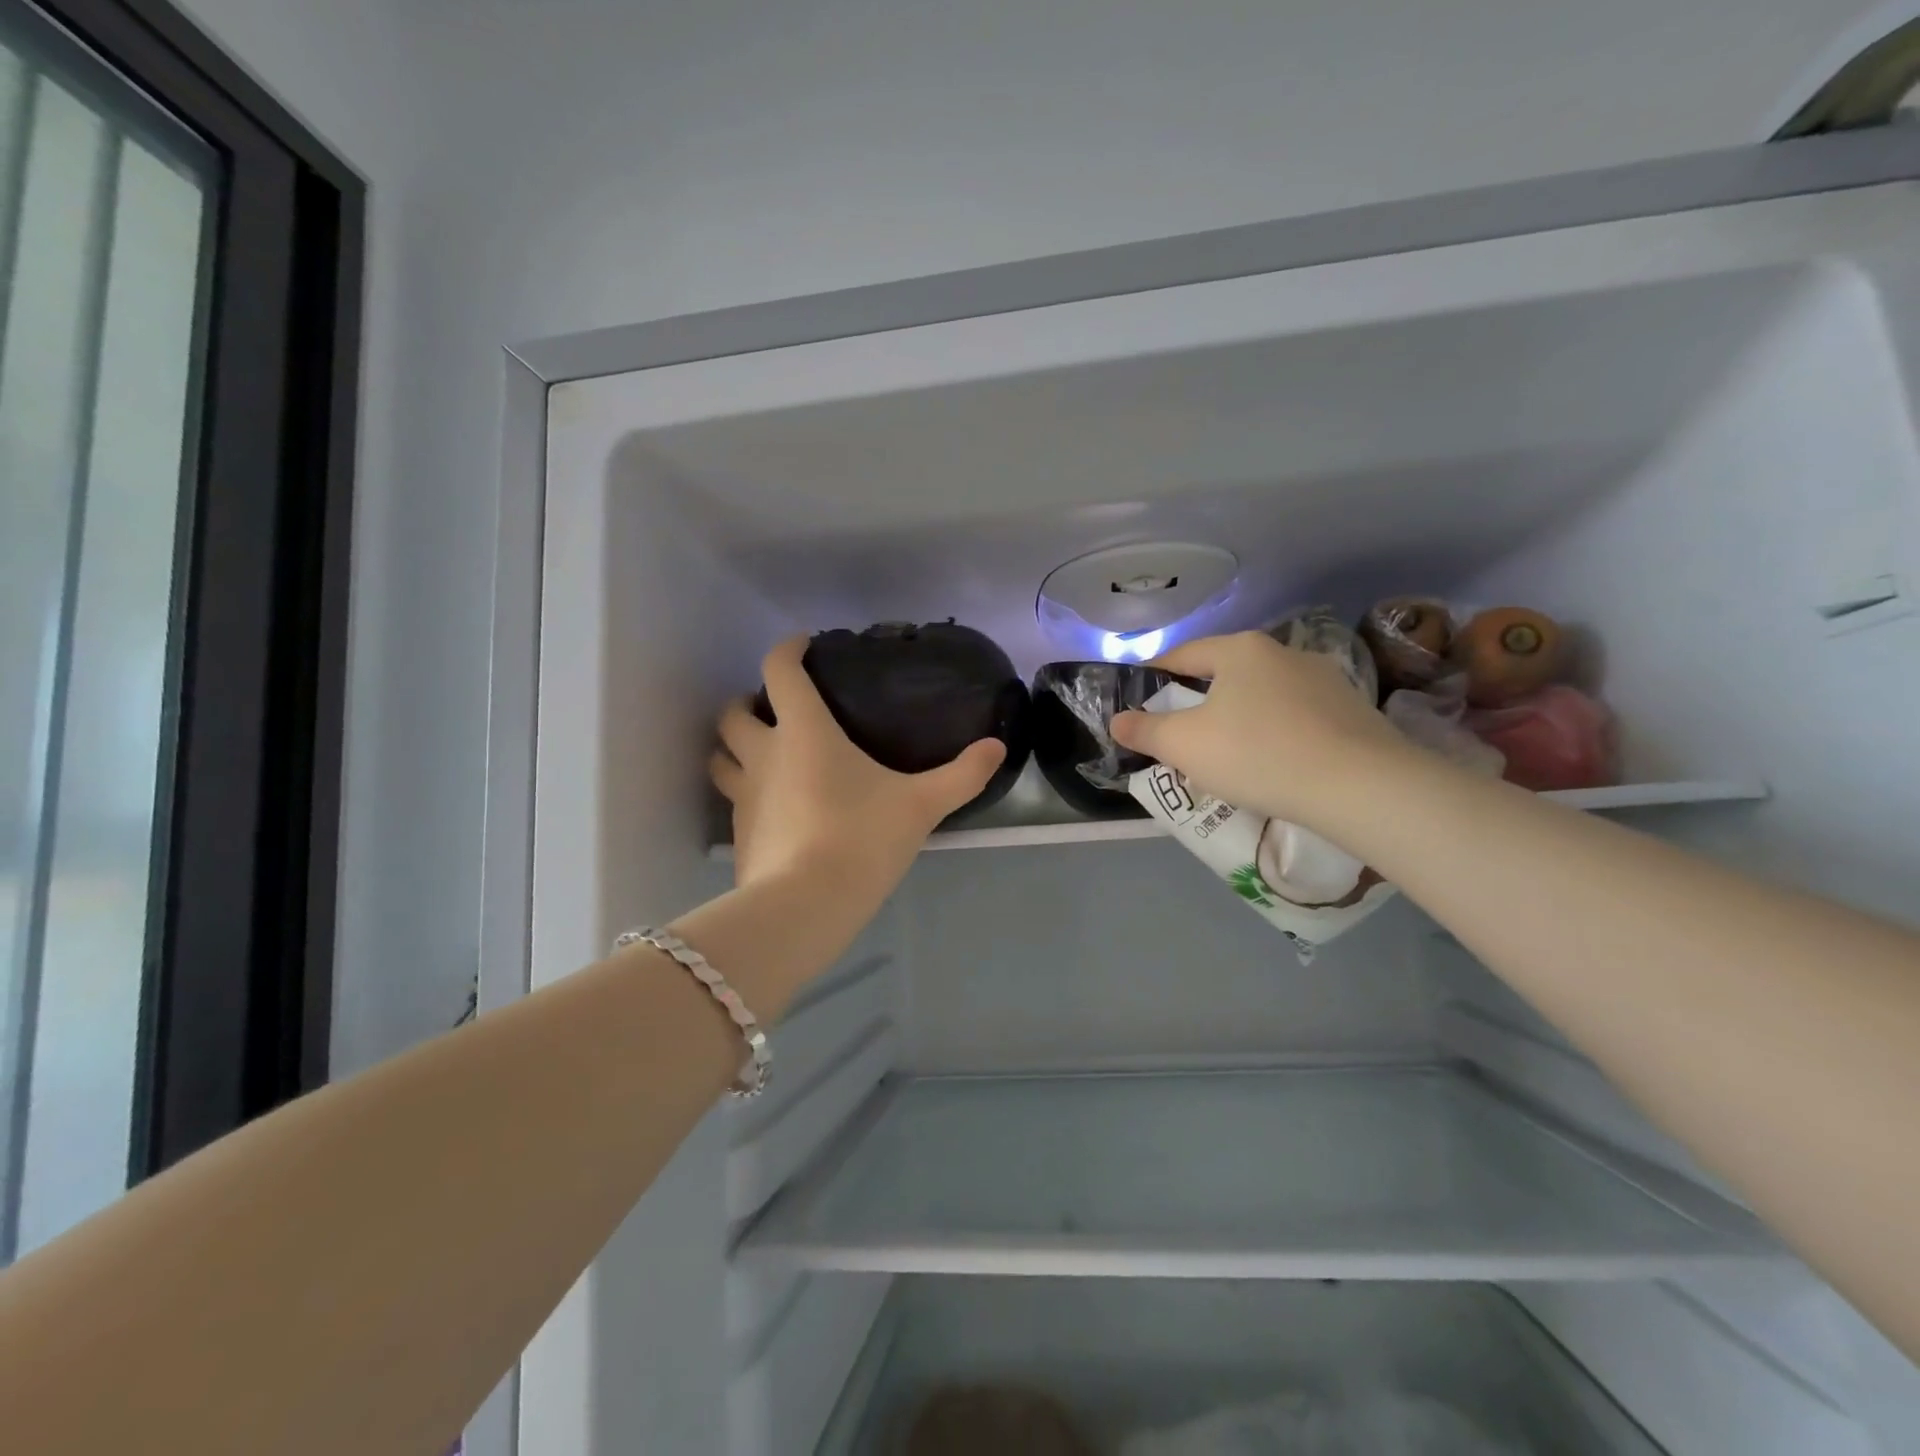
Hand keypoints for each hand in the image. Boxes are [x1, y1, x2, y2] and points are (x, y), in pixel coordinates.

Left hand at [710, 638, 1007, 895]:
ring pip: (720, 754)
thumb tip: (997, 747)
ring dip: (733, 745)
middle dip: (748, 701)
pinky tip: (770, 804)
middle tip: (777, 708)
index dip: (787, 648)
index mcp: (804, 732)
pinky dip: (743, 789)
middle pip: (734, 711)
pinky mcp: (738, 832)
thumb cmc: (862, 838)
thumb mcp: (921, 805)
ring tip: (761, 752)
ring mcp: (744, 794)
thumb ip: (962, 775)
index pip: (780, 670)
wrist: (806, 905)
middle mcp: (764, 753)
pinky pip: (731, 797)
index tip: (803, 644)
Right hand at [1110, 631, 1409, 829]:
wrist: (1361, 786)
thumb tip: (1117, 719)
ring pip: (1263, 695)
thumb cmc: (1257, 754)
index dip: (1154, 675)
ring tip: (1231, 753)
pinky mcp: (1352, 709)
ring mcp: (1324, 678)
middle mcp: (1283, 652)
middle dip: (1199, 701)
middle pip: (1224, 674)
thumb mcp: (1185, 745)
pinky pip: (1296, 716)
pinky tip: (1276, 762)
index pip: (1183, 655)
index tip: (1139, 695)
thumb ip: (1145, 730)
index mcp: (1240, 650)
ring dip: (1240, 717)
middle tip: (1182, 734)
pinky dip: (1276, 732)